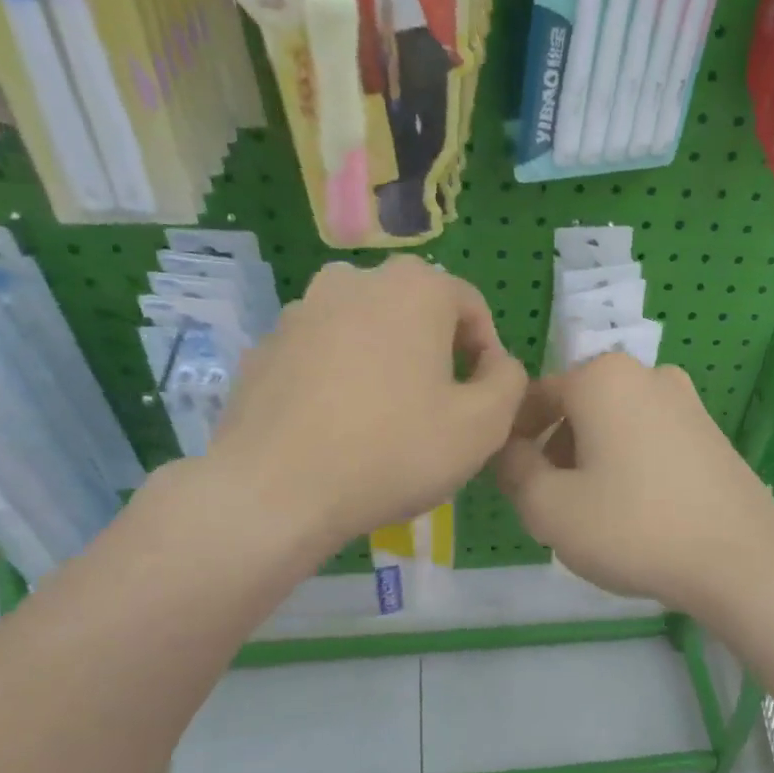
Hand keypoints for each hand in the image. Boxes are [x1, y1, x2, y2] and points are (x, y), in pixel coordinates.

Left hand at [201, 256, 526, 555]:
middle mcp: (354, 281)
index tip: (481, 399)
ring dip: (386, 364)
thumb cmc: (394, 451)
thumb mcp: (483, 425)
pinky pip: (322, 355)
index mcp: (413, 288)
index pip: (470, 304)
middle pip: (415, 312)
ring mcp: (300, 311)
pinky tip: (339, 429)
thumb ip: (508, 381)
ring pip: (365, 331)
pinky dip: (340, 379)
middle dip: (435, 354)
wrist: (276, 491)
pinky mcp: (265, 348)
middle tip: (438, 410)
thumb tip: (497, 364)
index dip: (487, 352)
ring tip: (386, 422)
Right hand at [495, 355, 773, 617]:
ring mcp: (687, 402)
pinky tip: (637, 514)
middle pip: (578, 410)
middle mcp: (647, 375)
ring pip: (615, 427)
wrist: (740, 560)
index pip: (535, 398)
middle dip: (556, 452)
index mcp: (602, 377)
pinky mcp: (711, 433)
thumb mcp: (549, 507)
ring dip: (592, 461)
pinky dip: (630, 467)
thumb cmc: (633, 527)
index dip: (514, 440)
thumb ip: (514, 470)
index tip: (512, 483)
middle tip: (552, 506)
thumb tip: (510, 450)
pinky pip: (650, 441)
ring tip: (594, 516)